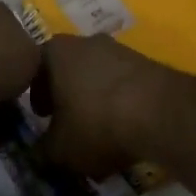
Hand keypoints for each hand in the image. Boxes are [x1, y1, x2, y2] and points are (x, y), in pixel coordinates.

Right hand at [30, 34, 183, 177]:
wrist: (161, 112)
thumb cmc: (96, 123)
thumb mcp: (59, 149)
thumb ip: (43, 151)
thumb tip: (40, 154)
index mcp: (55, 52)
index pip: (35, 70)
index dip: (36, 96)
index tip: (42, 117)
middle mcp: (86, 42)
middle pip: (70, 70)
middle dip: (68, 96)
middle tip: (69, 124)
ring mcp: (121, 49)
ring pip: (99, 76)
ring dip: (96, 99)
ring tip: (100, 131)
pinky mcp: (149, 63)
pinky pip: (125, 85)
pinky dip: (122, 103)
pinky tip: (127, 128)